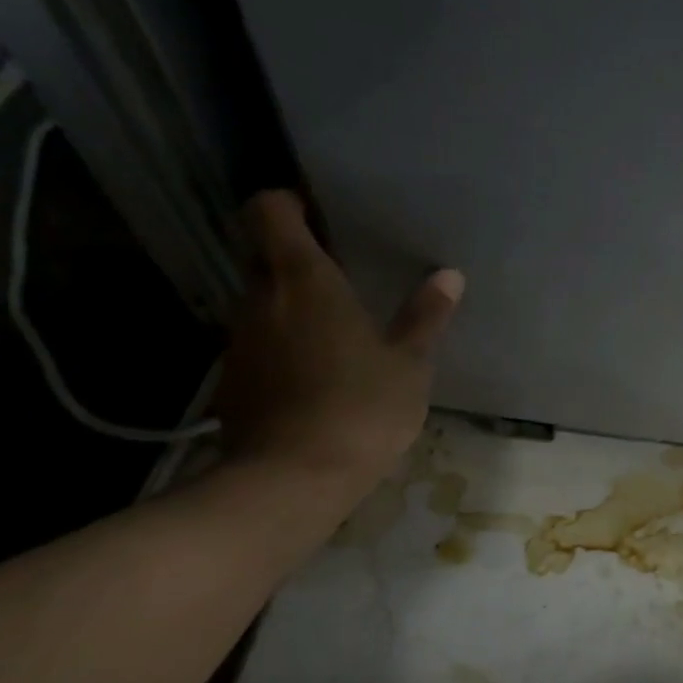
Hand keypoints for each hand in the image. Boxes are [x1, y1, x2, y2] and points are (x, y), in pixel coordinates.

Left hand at [216, 192, 462, 499]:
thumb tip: (450, 275)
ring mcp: (239, 340)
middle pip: (263, 255)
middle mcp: (260, 298)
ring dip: (290, 304)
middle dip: (295, 256)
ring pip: (260, 301)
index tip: (318, 214)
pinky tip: (315, 374)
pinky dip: (282, 345)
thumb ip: (426, 316)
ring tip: (335, 328)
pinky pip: (257, 343)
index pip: (269, 211)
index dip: (287, 202)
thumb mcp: (409, 363)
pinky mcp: (232, 379)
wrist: (293, 479)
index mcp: (304, 281)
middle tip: (342, 273)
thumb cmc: (361, 407)